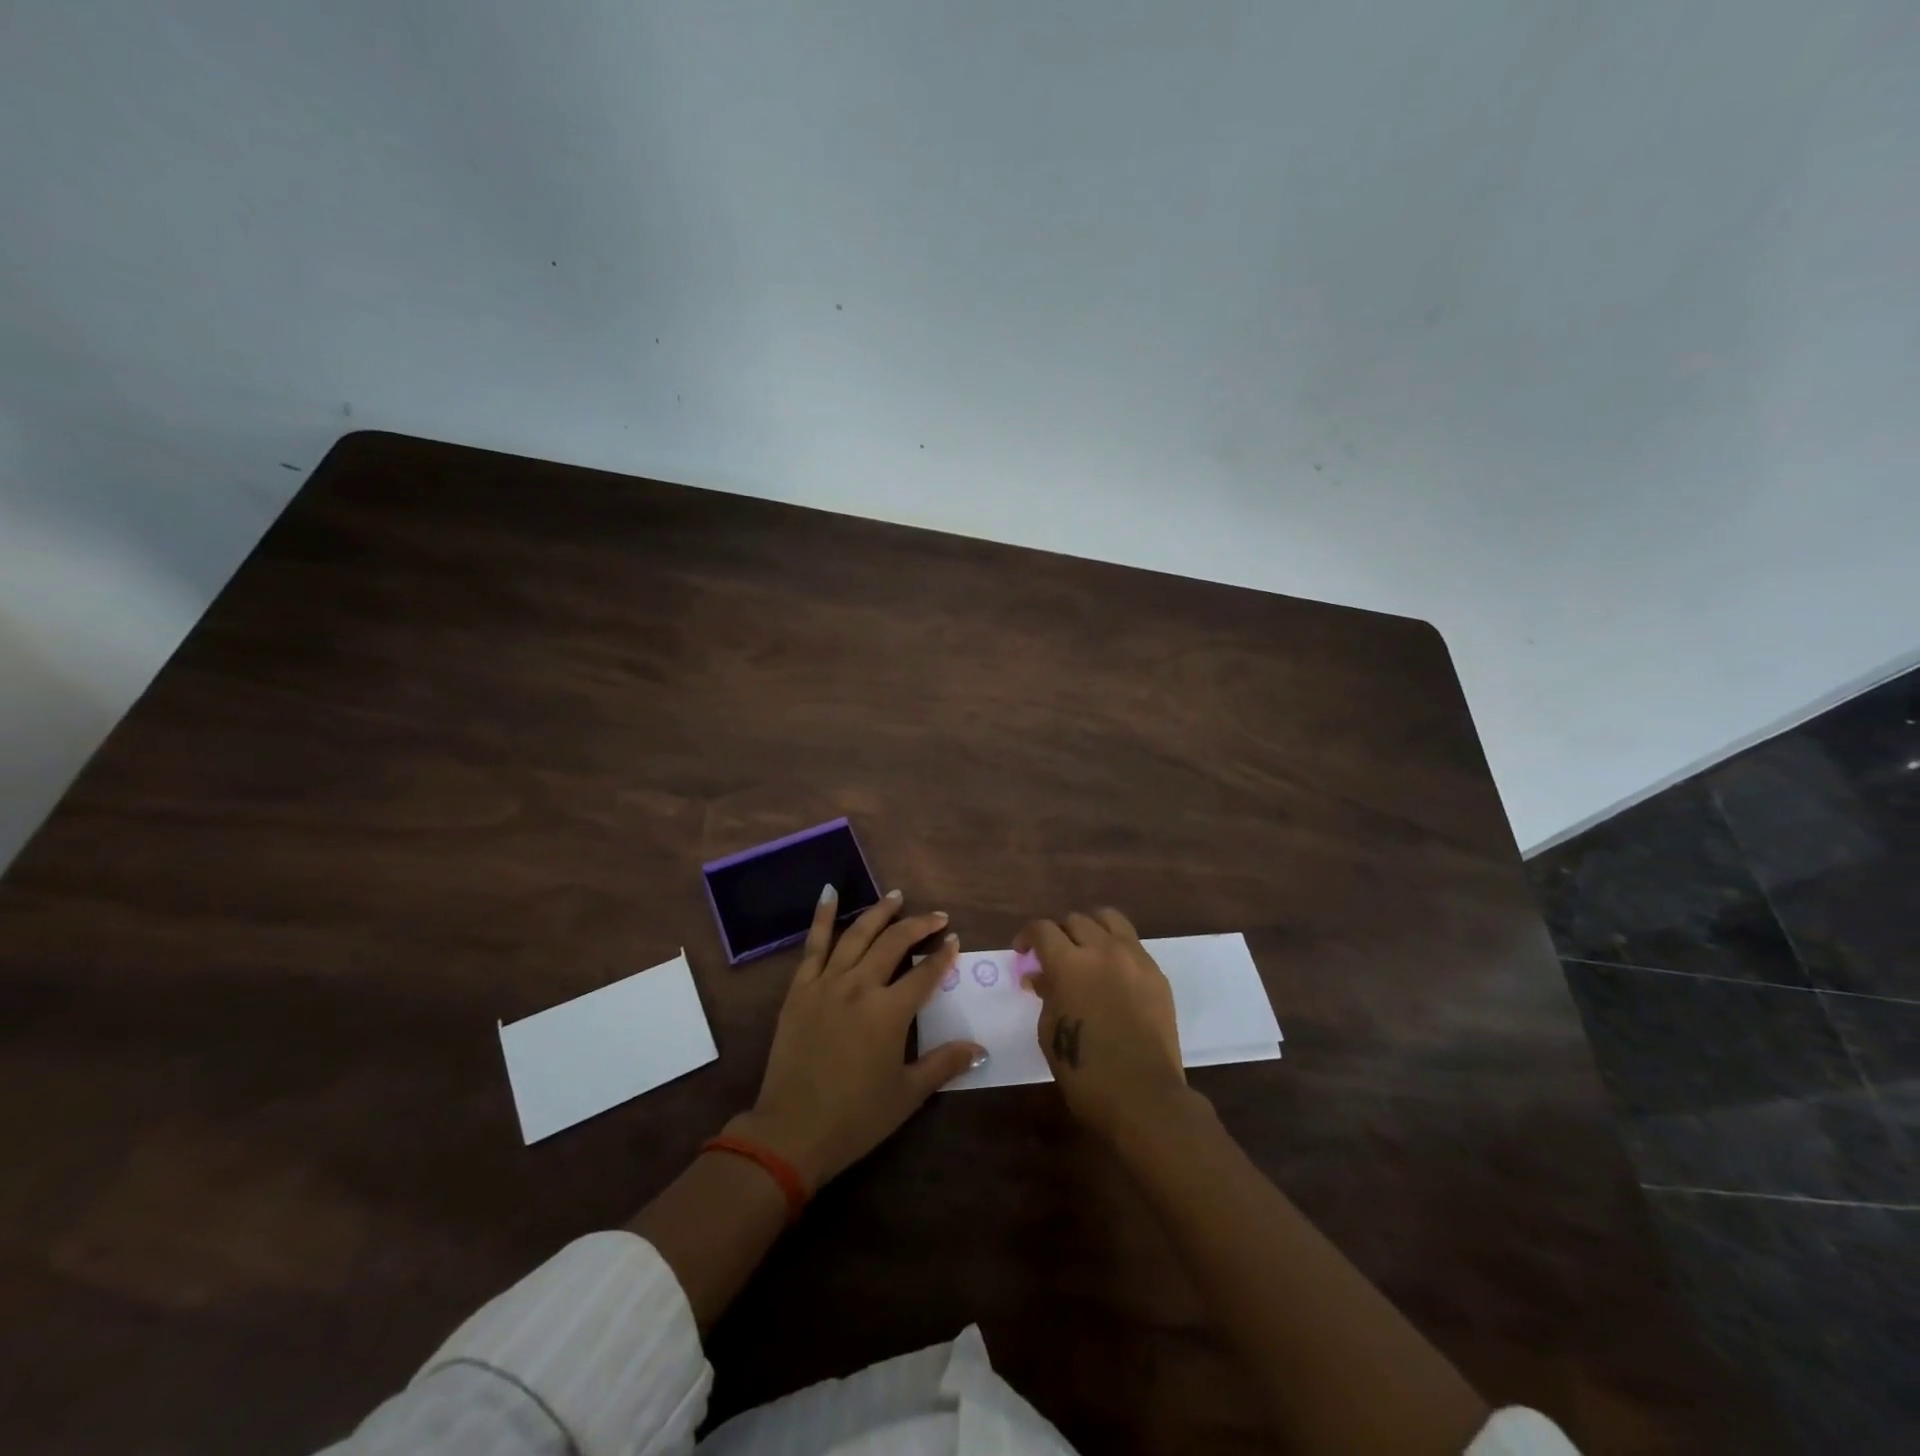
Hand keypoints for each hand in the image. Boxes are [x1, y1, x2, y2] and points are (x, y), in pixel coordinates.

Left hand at [732, 887, 982, 1189]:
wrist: (792, 1131)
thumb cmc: (856, 1117)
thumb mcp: (908, 1094)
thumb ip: (944, 1064)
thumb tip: (980, 1048)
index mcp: (890, 1012)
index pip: (925, 973)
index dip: (943, 956)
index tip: (955, 940)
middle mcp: (861, 986)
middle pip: (894, 944)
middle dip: (919, 926)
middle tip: (937, 917)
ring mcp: (827, 983)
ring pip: (858, 935)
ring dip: (879, 912)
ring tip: (896, 896)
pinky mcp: (800, 989)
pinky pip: (813, 945)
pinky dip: (823, 917)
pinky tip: (829, 893)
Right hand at [1017, 907, 1188, 1141]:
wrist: (1144, 1096)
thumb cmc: (1086, 1072)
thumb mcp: (1050, 1032)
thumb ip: (1046, 995)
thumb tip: (1040, 976)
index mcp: (1069, 964)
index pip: (1043, 929)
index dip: (1027, 936)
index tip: (1023, 952)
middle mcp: (1102, 950)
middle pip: (1075, 920)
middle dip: (1058, 934)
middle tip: (1053, 956)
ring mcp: (1135, 958)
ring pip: (1109, 919)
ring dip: (1090, 928)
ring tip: (1085, 950)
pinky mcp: (1156, 973)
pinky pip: (1132, 944)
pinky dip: (1115, 947)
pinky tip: (1111, 972)